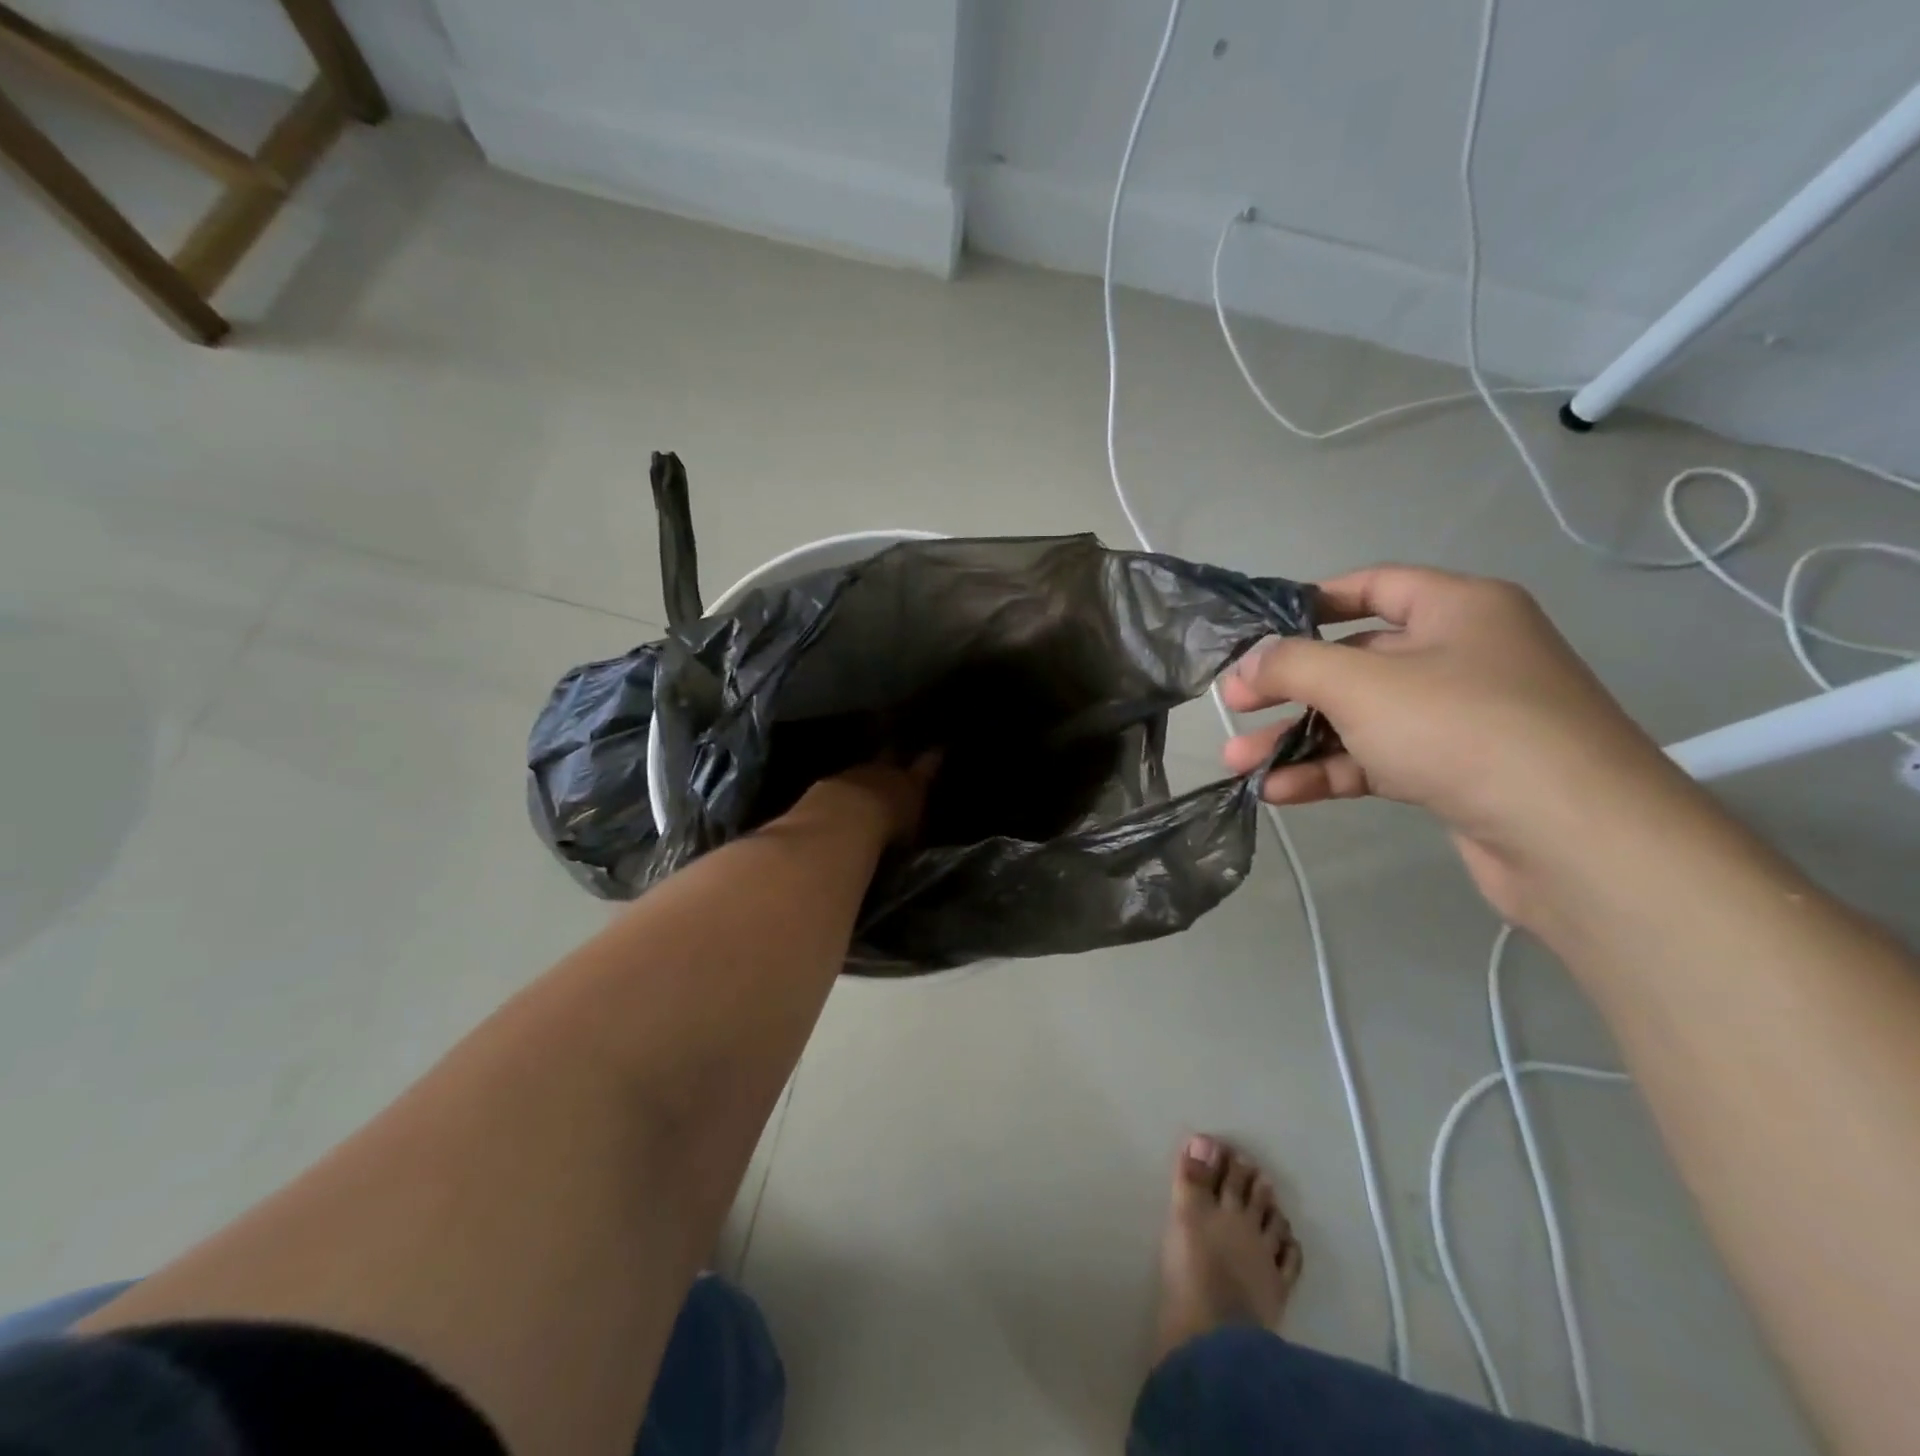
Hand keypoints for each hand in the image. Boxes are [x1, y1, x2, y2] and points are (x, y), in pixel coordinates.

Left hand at [805, 752, 939, 846]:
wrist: (845, 820)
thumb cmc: (889, 830)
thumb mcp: (909, 835)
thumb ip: (911, 826)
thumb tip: (911, 829)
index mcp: (912, 783)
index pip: (928, 765)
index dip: (933, 757)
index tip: (939, 748)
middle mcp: (885, 771)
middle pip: (890, 755)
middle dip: (893, 755)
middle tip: (894, 755)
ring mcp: (855, 774)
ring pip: (862, 769)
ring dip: (864, 777)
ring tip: (864, 788)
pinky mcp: (829, 782)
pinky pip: (840, 784)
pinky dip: (841, 791)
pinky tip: (838, 802)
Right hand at [1220, 565, 1691, 924]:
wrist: (1574, 838)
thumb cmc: (1462, 728)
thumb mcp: (1360, 684)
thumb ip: (1293, 664)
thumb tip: (1249, 662)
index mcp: (1457, 608)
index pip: (1373, 586)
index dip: (1310, 602)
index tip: (1257, 631)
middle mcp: (1462, 655)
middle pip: (1355, 660)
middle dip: (1288, 688)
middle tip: (1233, 708)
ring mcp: (1462, 717)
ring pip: (1361, 717)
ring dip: (1297, 739)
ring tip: (1238, 762)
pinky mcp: (1457, 772)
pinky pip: (1379, 759)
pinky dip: (1330, 771)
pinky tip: (1279, 792)